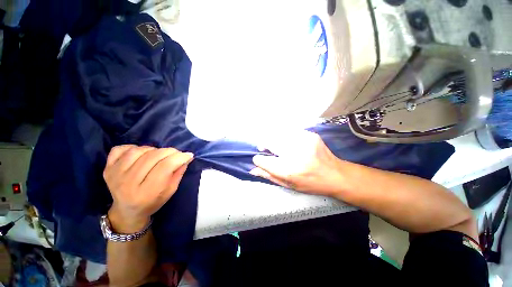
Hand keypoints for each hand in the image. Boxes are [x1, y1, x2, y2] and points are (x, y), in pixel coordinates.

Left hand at [103, 145, 193, 232]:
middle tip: (176, 154)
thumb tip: (187, 157)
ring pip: (139, 150)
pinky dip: (134, 147)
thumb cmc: (152, 202)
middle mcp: (128, 183)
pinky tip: (141, 154)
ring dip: (154, 149)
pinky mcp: (107, 168)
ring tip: (159, 155)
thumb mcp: (171, 191)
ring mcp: (115, 174)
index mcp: (146, 192)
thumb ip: (179, 173)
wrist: (127, 211)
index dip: (179, 157)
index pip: (165, 166)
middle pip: (153, 156)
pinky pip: (121, 149)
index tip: (188, 155)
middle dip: (170, 151)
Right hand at [250, 130, 345, 196]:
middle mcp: (294, 154)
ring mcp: (303, 141)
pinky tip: (290, 143)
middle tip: (266, 149)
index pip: (262, 160)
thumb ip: (269, 176)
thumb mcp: (289, 185)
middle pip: (268, 142)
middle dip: (264, 145)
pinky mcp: (310, 135)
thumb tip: (252, 169)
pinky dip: (285, 137)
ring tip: (279, 146)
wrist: (335, 174)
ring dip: (274, 140)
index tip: (261, 160)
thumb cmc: (310, 183)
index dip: (258, 160)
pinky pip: (289, 132)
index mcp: (288, 170)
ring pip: (278, 134)